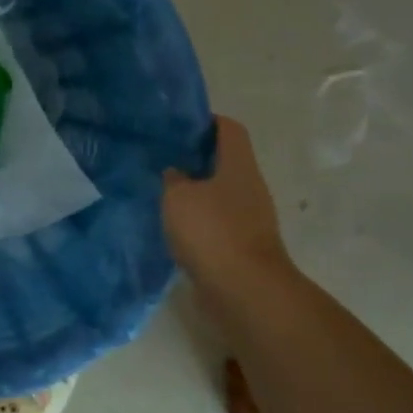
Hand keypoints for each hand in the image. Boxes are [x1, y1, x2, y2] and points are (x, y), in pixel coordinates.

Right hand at [162, 116, 290, 288]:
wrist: (244, 291)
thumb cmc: (212, 232)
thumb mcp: (178, 197)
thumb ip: (173, 179)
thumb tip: (176, 174)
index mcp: (239, 166)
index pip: (229, 128)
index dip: (205, 121)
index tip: (176, 126)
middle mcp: (250, 187)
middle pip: (224, 161)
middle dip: (195, 158)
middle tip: (161, 158)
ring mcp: (250, 218)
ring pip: (220, 193)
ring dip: (195, 192)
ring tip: (162, 193)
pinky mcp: (243, 245)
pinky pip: (218, 222)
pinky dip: (198, 220)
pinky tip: (174, 227)